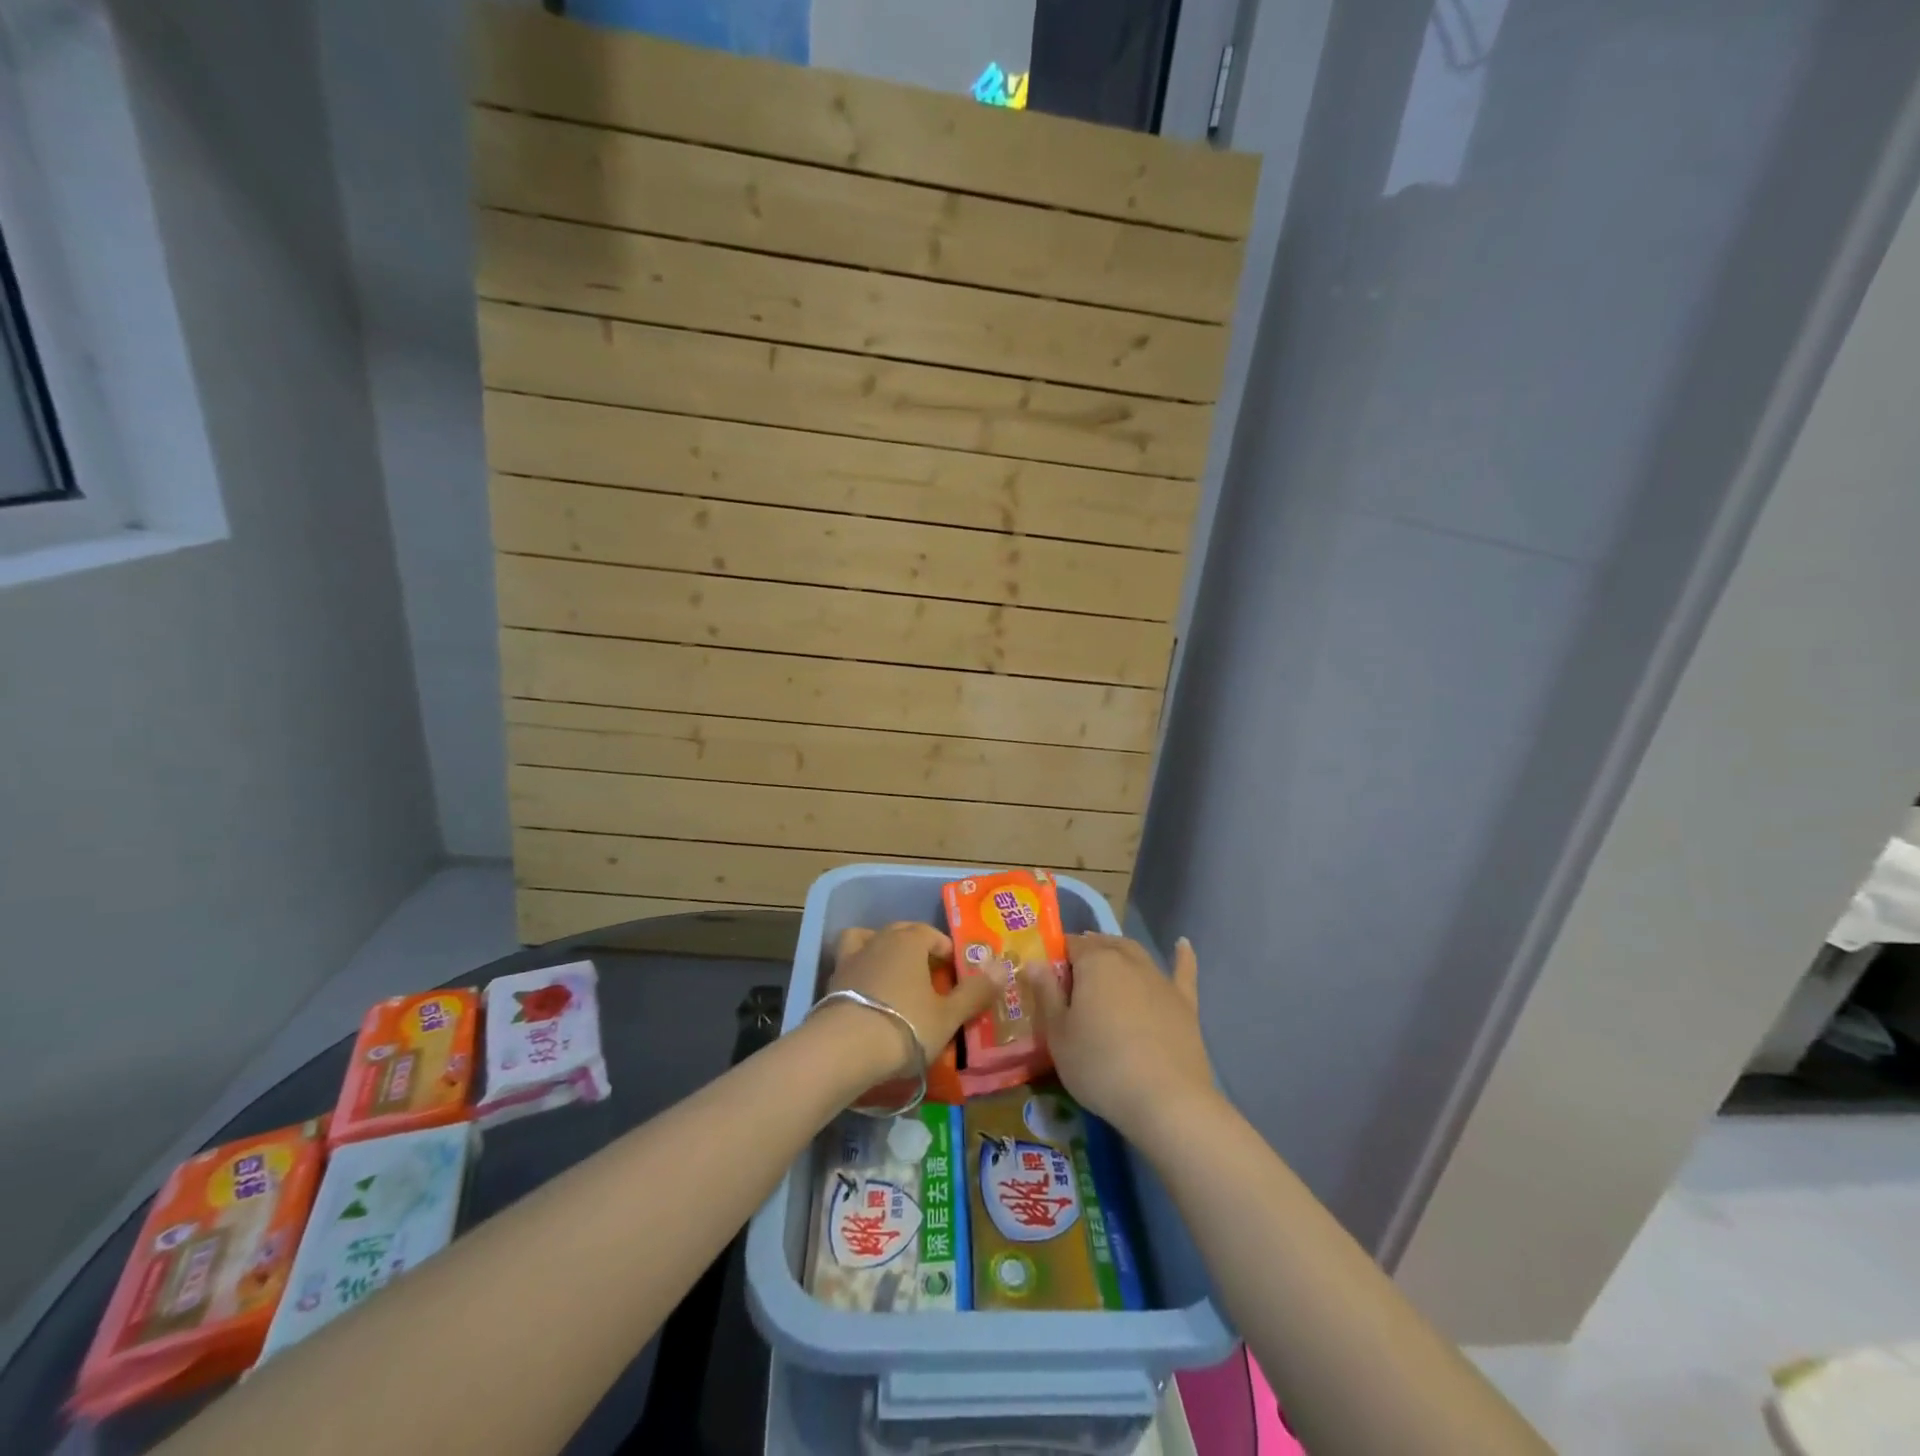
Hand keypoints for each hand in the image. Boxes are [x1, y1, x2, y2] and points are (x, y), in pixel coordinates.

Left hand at [827, 923, 996, 1063]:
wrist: (845, 1048)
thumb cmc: (906, 1025)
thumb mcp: (948, 1015)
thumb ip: (976, 991)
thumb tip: (1004, 966)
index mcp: (909, 941)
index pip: (930, 933)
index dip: (945, 949)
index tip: (954, 971)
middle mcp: (879, 940)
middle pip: (900, 933)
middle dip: (915, 947)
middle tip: (927, 974)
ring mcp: (851, 959)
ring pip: (867, 940)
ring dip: (880, 950)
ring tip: (890, 974)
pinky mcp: (831, 981)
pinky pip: (849, 965)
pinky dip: (859, 971)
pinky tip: (866, 993)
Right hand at [1024, 934, 1215, 1142]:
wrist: (1166, 1101)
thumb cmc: (1100, 1066)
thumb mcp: (1058, 1035)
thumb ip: (1046, 994)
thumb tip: (1034, 962)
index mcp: (1095, 963)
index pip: (1071, 945)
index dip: (1058, 955)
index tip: (1048, 975)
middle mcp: (1128, 960)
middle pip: (1104, 945)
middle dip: (1088, 950)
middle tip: (1074, 971)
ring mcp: (1160, 980)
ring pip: (1136, 953)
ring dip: (1119, 950)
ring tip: (1107, 954)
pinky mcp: (1185, 1002)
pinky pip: (1182, 971)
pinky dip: (1182, 956)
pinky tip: (1183, 945)